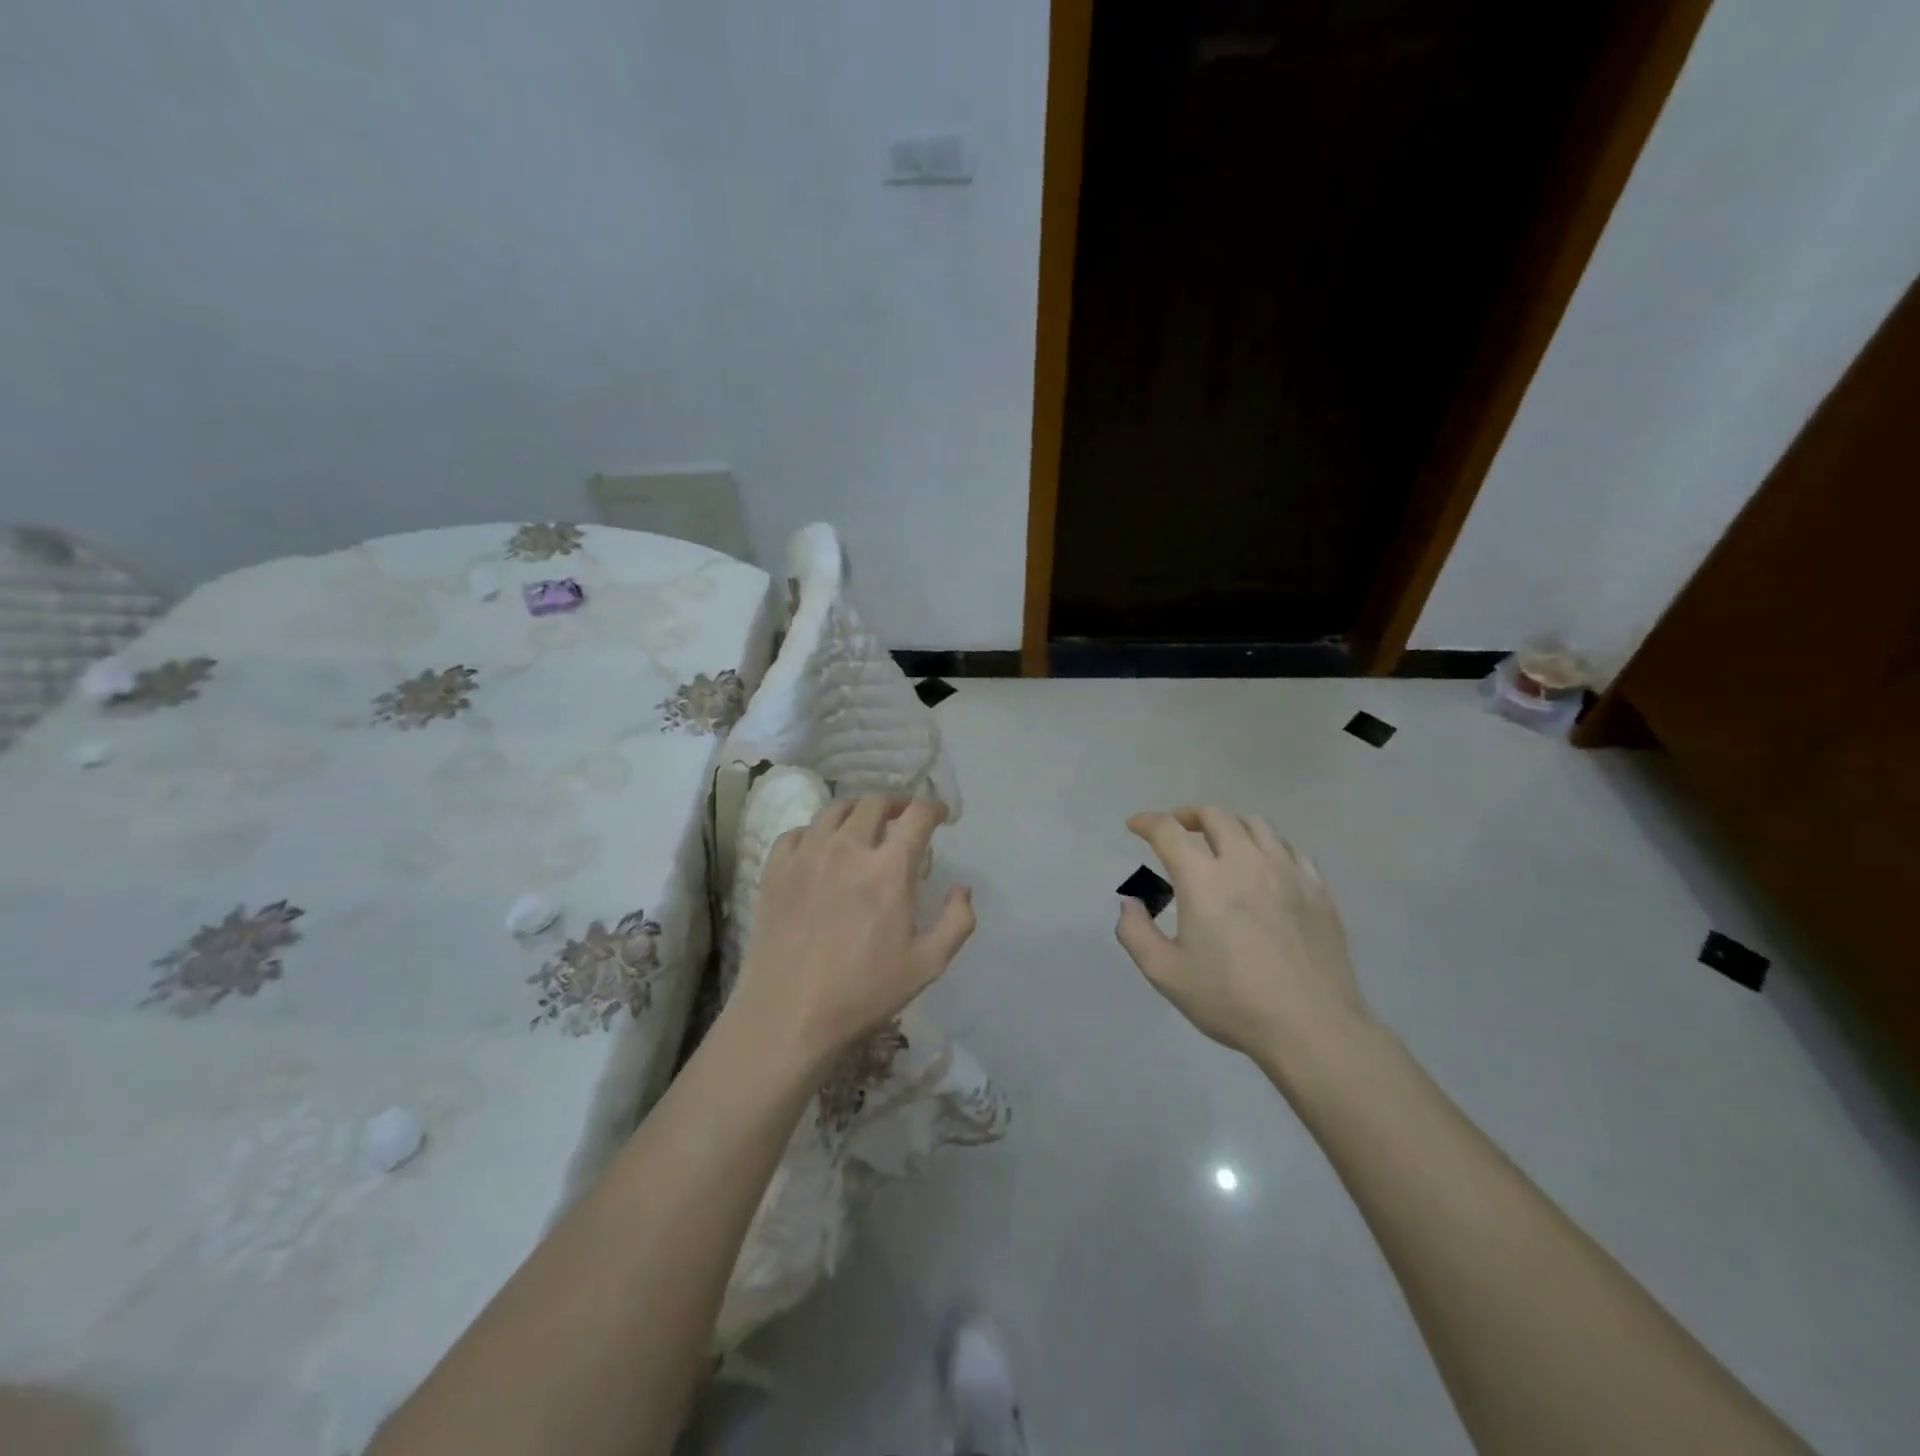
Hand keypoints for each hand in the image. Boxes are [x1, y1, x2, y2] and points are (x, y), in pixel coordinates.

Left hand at [731, 795, 974, 1071]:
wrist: (788, 1016)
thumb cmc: (863, 992)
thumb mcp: (927, 964)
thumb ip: (956, 921)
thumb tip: (962, 888)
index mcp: (888, 868)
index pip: (917, 815)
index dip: (934, 807)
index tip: (940, 816)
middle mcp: (847, 848)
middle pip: (875, 802)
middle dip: (896, 804)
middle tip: (903, 819)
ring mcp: (806, 855)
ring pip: (835, 809)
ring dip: (857, 812)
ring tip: (863, 829)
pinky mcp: (775, 869)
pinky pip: (798, 831)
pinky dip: (817, 832)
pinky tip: (821, 850)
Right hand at [1116, 807, 1372, 1068]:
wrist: (1311, 1027)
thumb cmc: (1231, 1000)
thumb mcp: (1166, 974)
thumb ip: (1136, 933)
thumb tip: (1129, 903)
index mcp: (1203, 879)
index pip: (1168, 831)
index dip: (1147, 822)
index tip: (1135, 825)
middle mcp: (1244, 862)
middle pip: (1215, 816)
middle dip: (1189, 815)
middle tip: (1178, 829)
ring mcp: (1286, 872)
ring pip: (1256, 825)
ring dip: (1230, 825)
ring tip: (1221, 842)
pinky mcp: (1317, 888)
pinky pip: (1289, 848)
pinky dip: (1267, 846)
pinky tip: (1264, 866)